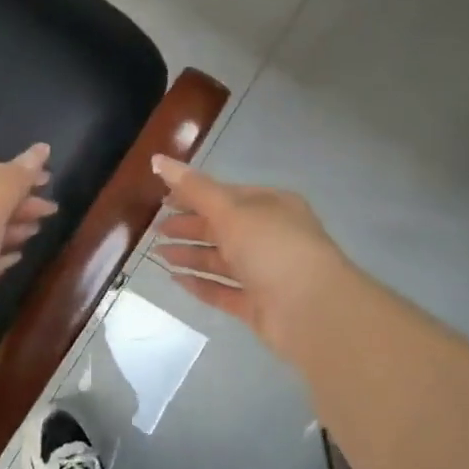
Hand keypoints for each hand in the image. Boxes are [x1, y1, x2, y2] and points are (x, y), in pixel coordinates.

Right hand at [149, 155, 357, 355]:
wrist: (312, 310)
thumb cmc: (272, 247)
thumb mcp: (231, 210)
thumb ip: (194, 188)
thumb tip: (158, 159)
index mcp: (271, 206)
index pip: (226, 194)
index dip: (194, 195)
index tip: (162, 199)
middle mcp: (270, 236)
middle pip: (222, 227)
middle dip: (189, 226)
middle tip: (155, 229)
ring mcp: (265, 273)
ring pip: (221, 260)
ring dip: (190, 255)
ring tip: (158, 254)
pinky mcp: (258, 305)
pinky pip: (223, 291)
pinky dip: (200, 284)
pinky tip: (175, 280)